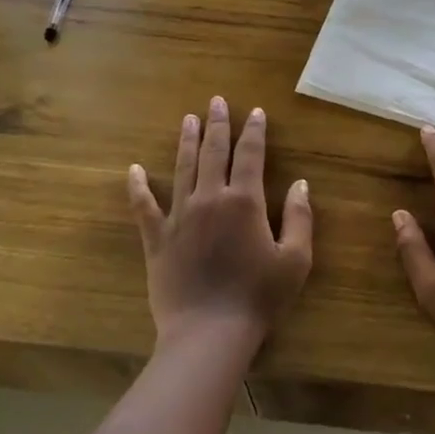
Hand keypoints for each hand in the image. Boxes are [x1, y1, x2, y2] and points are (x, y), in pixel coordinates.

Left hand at [128, 96, 311, 354]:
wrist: (209, 332)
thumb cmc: (259, 297)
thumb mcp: (295, 259)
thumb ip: (300, 217)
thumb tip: (301, 183)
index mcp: (245, 201)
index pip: (251, 155)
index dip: (254, 131)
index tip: (255, 112)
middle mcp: (210, 198)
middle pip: (214, 152)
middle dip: (218, 124)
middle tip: (216, 101)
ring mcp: (179, 216)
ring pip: (182, 168)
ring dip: (186, 142)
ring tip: (188, 119)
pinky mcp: (157, 238)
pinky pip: (144, 206)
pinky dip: (138, 187)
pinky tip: (133, 170)